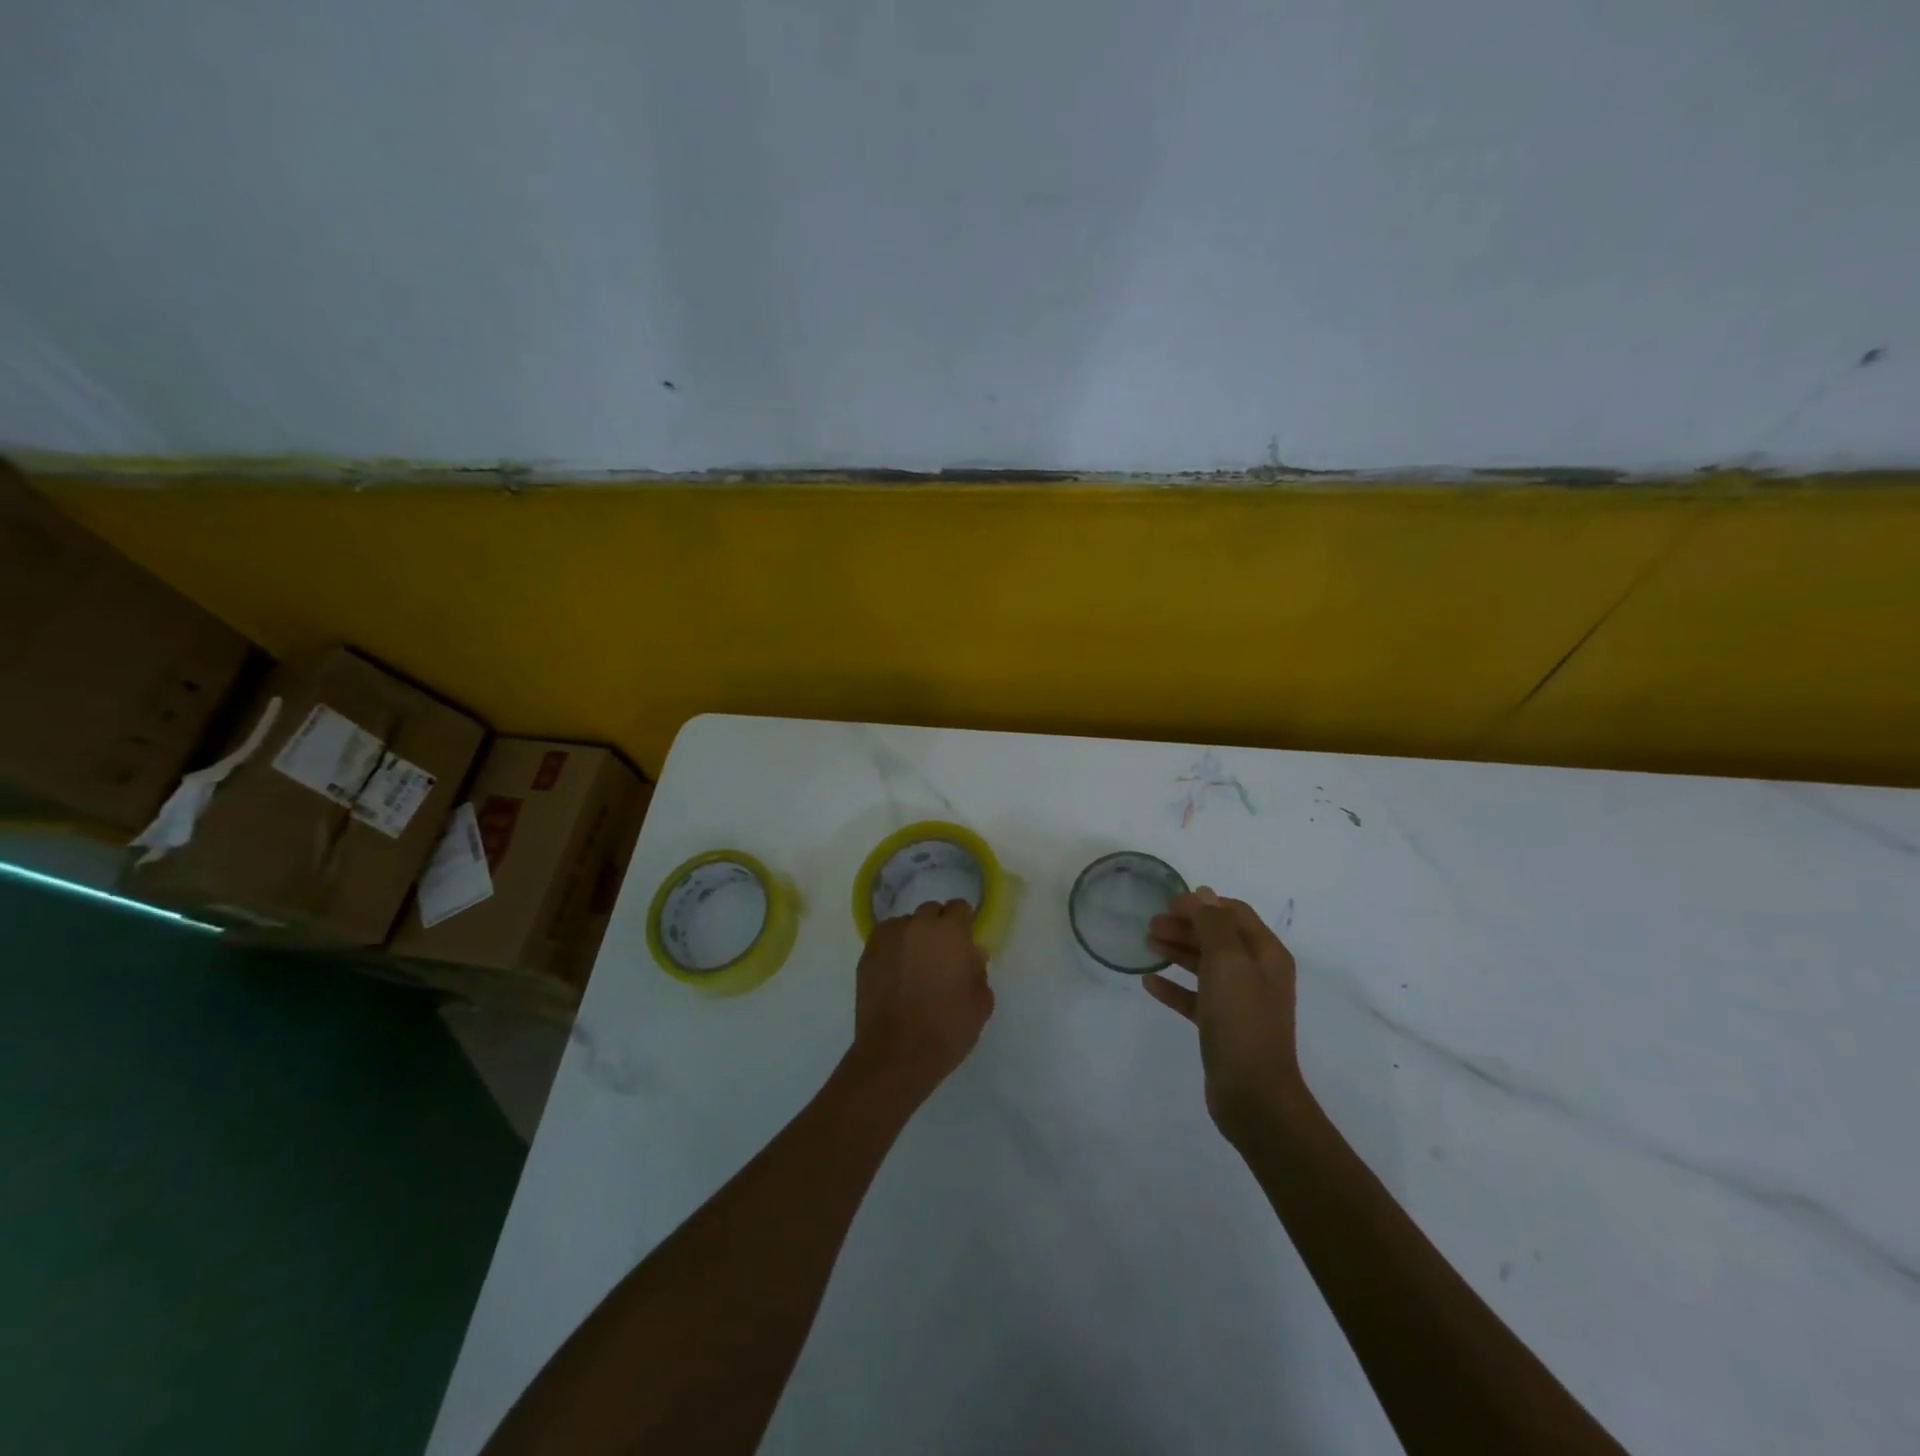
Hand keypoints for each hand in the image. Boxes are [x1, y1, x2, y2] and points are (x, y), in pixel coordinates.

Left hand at [849, 900, 994, 1102]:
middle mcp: (918, 925)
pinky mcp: (867, 954)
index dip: (962, 925)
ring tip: (913, 967)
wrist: (896, 1054)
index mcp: (950, 932)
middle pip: (931, 913)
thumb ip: (978, 970)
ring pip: (906, 925)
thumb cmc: (947, 1028)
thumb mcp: (981, 1002)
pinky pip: (885, 940)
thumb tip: (971, 954)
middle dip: (937, 929)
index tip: (963, 945)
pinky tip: (895, 974)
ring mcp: (889, 937)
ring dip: (913, 938)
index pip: (959, 908)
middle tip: (940, 958)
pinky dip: (892, 949)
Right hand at [1144, 887, 1303, 1139]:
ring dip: (1177, 950)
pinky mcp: (1222, 1027)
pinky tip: (1149, 982)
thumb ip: (1214, 923)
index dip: (1202, 904)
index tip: (1168, 904)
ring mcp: (1240, 1002)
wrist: (1252, 1093)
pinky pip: (1195, 997)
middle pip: (1217, 937)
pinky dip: (1174, 986)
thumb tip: (1203, 894)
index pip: (1234, 913)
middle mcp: (1257, 973)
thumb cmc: (1241, 1019)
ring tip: (1147, 943)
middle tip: (1151, 924)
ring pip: (1205, 965)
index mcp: (1266, 954)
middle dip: (1185, 926)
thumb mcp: (1228, 961)